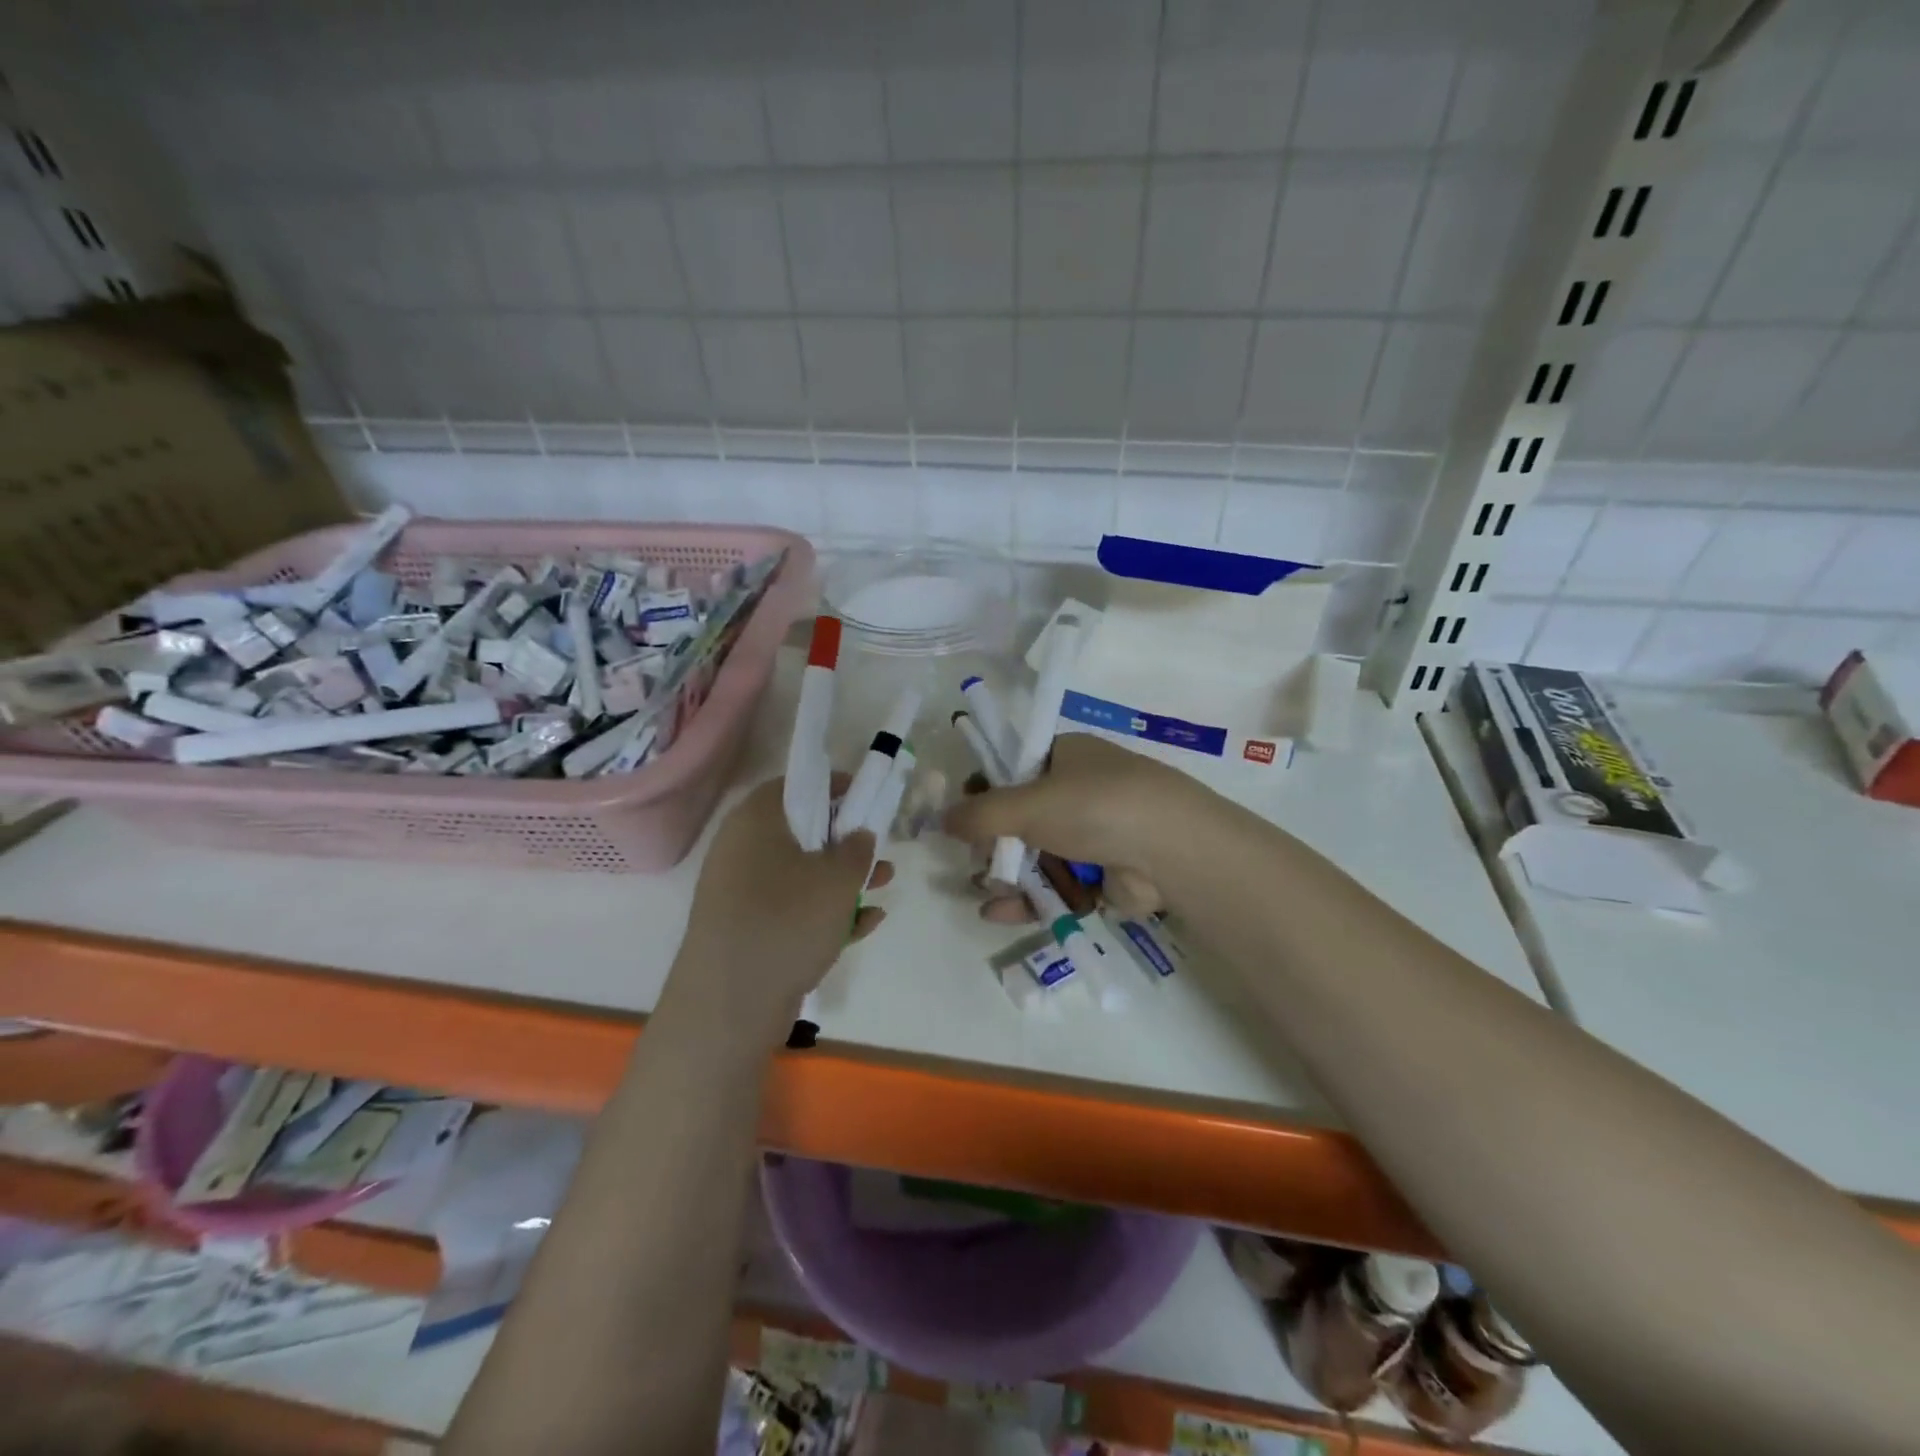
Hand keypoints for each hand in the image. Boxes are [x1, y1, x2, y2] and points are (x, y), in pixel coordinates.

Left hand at [668, 776, 890, 1042]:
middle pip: (800, 831)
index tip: (866, 800)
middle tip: (878, 850)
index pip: (796, 785)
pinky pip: (790, 908)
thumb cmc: (787, 921)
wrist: (728, 1004)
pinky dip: (824, 911)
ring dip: (842, 879)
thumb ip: (857, 849)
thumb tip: (858, 835)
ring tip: (884, 885)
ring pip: (799, 873)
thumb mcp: (838, 880)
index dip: (835, 788)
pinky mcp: (745, 928)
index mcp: (756, 820)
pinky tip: (866, 924)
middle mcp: (741, 849)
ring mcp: (739, 891)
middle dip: (845, 842)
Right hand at [942, 733, 1196, 922]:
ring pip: (1038, 856)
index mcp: (1067, 756)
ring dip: (1009, 876)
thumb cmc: (1094, 807)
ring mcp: (1095, 834)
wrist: (1170, 850)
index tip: (964, 818)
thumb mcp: (1028, 802)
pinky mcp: (1103, 874)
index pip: (1014, 770)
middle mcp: (1080, 791)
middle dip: (995, 845)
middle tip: (974, 862)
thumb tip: (942, 819)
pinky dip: (1030, 899)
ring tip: (983, 892)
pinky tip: (998, 912)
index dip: (986, 793)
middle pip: (1023, 819)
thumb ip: (980, 814)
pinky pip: (1057, 885)